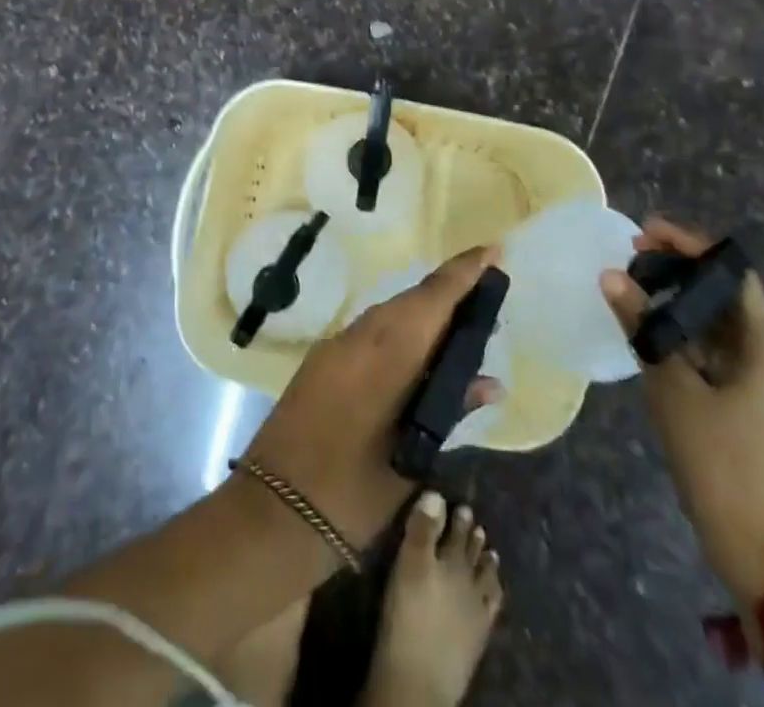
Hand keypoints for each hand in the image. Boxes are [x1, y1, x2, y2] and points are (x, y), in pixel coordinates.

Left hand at [244, 246, 502, 547]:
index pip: (433, 299)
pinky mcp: (320, 361)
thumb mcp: (411, 459)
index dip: (464, 272)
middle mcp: (359, 337)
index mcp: (386, 355)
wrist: (270, 512)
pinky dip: (398, 331)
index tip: (493, 250)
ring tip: (458, 324)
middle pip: (411, 301)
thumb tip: (491, 383)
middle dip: (448, 291)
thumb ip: (448, 411)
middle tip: (485, 295)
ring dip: (423, 312)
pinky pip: (369, 331)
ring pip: (388, 314)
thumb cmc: (350, 494)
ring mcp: (335, 346)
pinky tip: (415, 352)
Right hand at [601, 217, 763, 605]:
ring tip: (631, 286)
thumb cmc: (723, 463)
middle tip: (631, 256)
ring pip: (715, 324)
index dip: (691, 245)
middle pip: (724, 294)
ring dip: (677, 302)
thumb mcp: (673, 390)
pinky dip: (681, 335)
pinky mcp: (746, 404)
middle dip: (679, 270)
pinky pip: (712, 352)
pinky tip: (646, 331)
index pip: (732, 272)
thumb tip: (609, 276)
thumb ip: (642, 328)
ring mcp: (760, 383)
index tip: (645, 232)